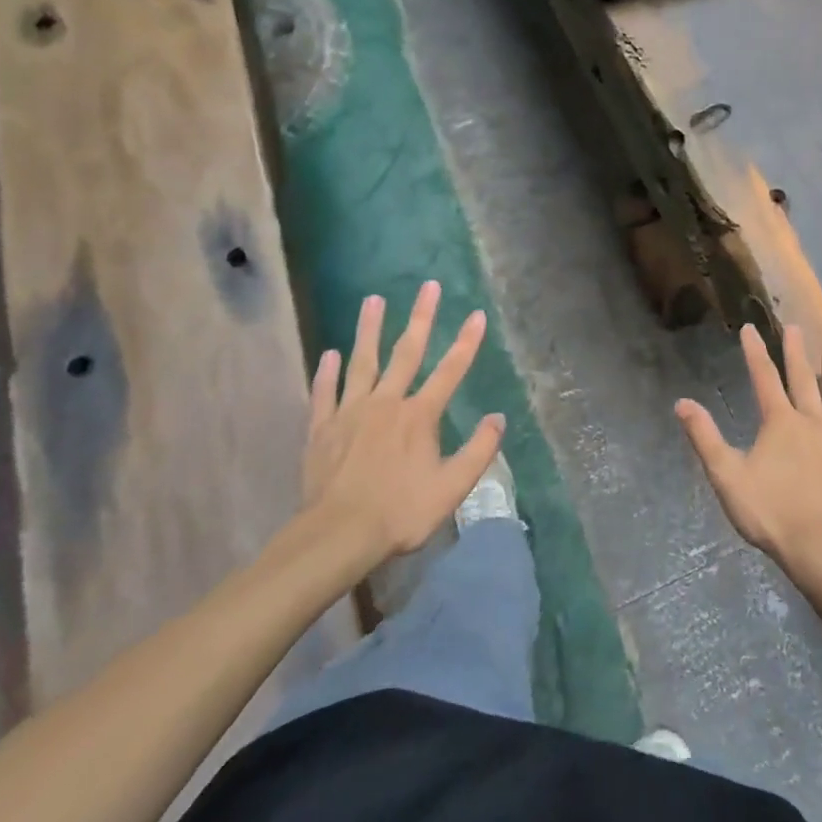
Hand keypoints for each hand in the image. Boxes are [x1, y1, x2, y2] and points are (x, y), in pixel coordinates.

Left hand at [294, 281, 505, 575]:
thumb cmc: (401, 512)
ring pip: (362, 362)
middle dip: (421, 318)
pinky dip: (326, 373)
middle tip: (429, 286)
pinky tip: (328, 354)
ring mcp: (351, 412)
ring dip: (369, 330)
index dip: (467, 342)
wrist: (338, 535)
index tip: (477, 314)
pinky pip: (325, 393)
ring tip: (373, 300)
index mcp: (420, 416)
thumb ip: (479, 451)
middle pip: (407, 352)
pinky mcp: (323, 429)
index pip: (450, 371)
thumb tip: (498, 418)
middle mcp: (387, 403)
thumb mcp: (452, 487)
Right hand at [675, 324, 821, 580]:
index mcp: (780, 423)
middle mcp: (812, 422)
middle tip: (796, 327)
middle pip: (803, 379)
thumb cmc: (772, 513)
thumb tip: (682, 403)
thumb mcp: (728, 477)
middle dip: (796, 352)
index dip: (755, 352)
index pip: (764, 378)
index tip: (750, 328)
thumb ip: (705, 438)